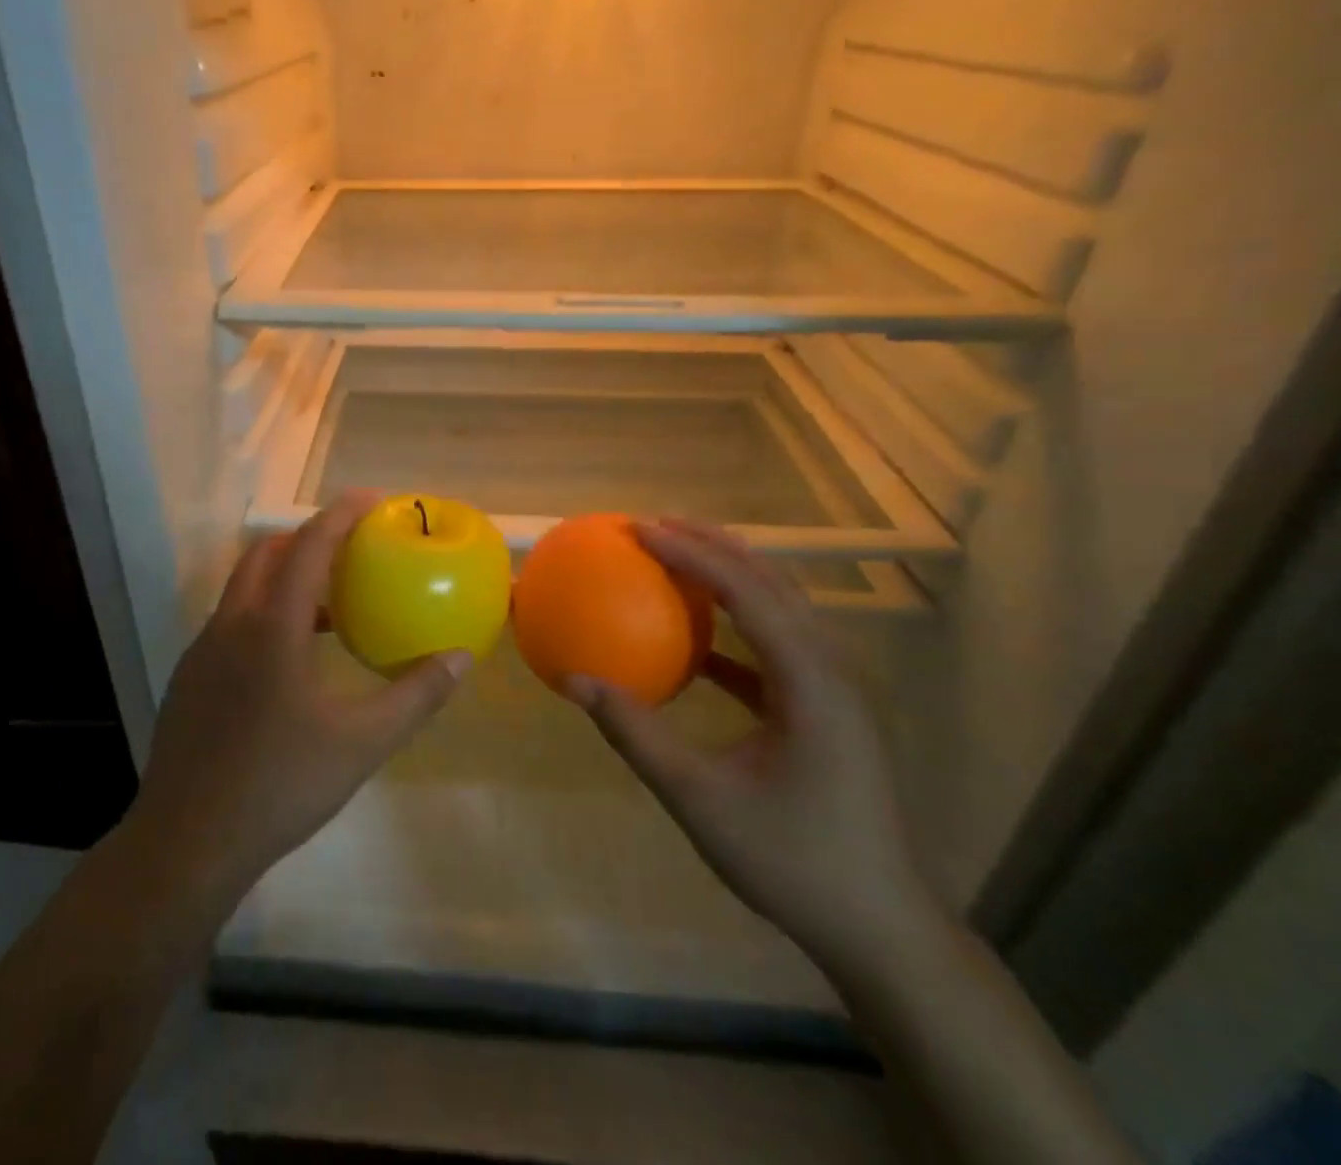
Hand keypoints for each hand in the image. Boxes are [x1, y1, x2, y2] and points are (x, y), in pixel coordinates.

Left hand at [126, 491, 468, 901]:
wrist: (187, 842)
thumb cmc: (280, 784)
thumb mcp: (362, 743)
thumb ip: (416, 696)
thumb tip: (461, 658)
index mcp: (272, 626)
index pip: (308, 546)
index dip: (340, 514)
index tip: (372, 500)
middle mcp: (231, 624)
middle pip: (267, 553)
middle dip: (308, 537)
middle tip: (351, 547)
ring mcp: (203, 650)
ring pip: (244, 588)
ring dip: (285, 577)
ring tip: (330, 605)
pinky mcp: (189, 676)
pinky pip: (231, 621)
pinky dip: (265, 612)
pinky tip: (289, 659)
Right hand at [562, 519, 939, 969]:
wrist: (880, 928)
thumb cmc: (791, 860)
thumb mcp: (698, 798)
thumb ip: (634, 733)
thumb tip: (573, 681)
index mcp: (810, 681)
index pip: (748, 592)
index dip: (691, 553)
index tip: (639, 529)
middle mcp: (831, 670)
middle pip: (772, 583)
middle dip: (714, 544)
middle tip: (656, 524)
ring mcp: (835, 690)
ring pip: (781, 608)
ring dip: (730, 576)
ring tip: (678, 556)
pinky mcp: (827, 711)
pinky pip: (778, 647)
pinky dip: (738, 626)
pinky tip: (700, 640)